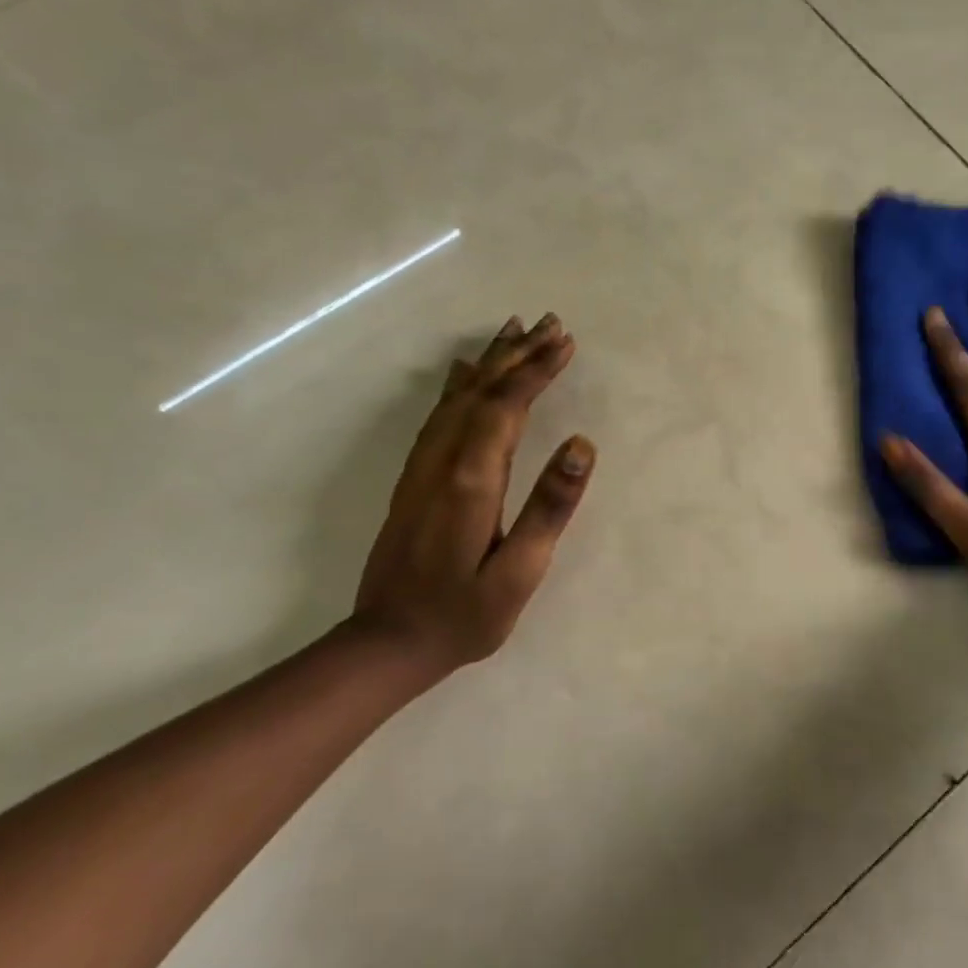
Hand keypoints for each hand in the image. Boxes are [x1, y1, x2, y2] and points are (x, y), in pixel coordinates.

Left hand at [349, 313, 594, 674]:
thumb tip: (580, 444)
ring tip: (515, 331)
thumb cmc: (463, 615)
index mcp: (472, 478)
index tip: (566, 342)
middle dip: (519, 354)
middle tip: (552, 324)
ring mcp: (423, 467)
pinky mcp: (414, 479)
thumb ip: (550, 507)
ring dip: (491, 361)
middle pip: (483, 391)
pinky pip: (439, 415)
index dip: (537, 370)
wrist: (387, 643)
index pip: (508, 405)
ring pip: (459, 397)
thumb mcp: (519, 572)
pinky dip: (458, 385)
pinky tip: (464, 372)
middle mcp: (443, 460)